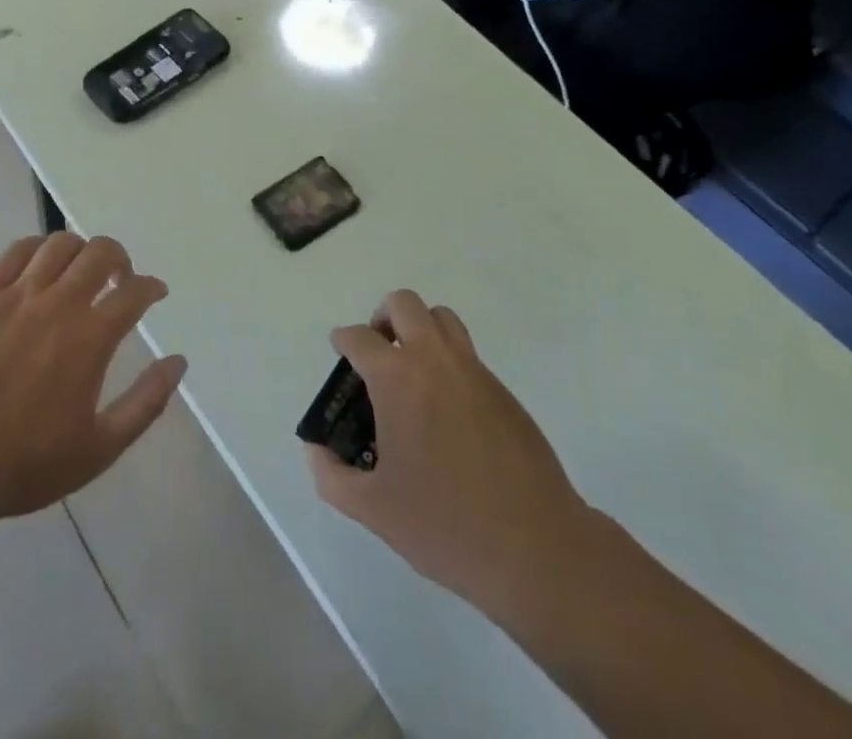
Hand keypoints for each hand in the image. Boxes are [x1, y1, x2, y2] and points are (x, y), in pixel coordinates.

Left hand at [0, 232, 186, 521]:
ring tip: (80, 270)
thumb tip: (178, 362)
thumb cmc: (26, 462)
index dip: (151, 287)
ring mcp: (18, 295)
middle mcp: (59, 304)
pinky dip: (37, 248)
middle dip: (119, 258)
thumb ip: (146, 403)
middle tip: (119, 279)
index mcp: (90, 338)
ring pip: (59, 244)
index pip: (134, 292)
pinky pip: (15, 252)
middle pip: (100, 252)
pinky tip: (40, 264)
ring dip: (80, 249)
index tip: (155, 293)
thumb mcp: (100, 448)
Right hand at [304, 291, 593, 619]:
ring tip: (411, 371)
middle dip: (382, 318)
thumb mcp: (373, 510)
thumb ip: (331, 475)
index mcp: (397, 379)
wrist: (536, 548)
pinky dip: (448, 361)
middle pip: (403, 304)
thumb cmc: (445, 525)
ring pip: (442, 318)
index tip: (341, 357)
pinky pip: (467, 353)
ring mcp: (474, 371)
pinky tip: (446, 410)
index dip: (343, 342)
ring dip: (419, 329)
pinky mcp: (503, 392)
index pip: (359, 337)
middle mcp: (434, 360)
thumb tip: (315, 450)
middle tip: (377, 355)